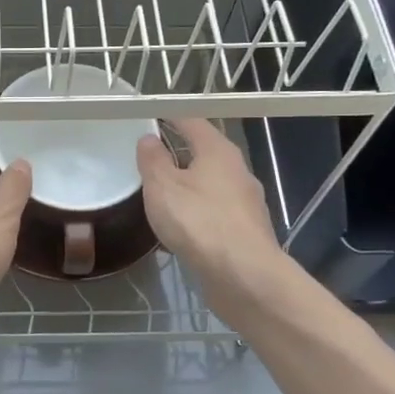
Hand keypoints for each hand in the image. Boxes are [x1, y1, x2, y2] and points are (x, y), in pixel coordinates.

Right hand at [136, 118, 292, 325]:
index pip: (192, 121)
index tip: (150, 118)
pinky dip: (197, 214)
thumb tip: (149, 139)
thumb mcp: (162, 187)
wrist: (243, 275)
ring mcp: (245, 203)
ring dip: (188, 187)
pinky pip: (215, 213)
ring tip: (161, 196)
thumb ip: (153, 160)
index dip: (170, 117)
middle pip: (205, 153)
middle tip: (150, 159)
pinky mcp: (245, 231)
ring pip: (211, 185)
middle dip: (179, 154)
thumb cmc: (199, 222)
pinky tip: (180, 229)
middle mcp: (237, 171)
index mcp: (218, 151)